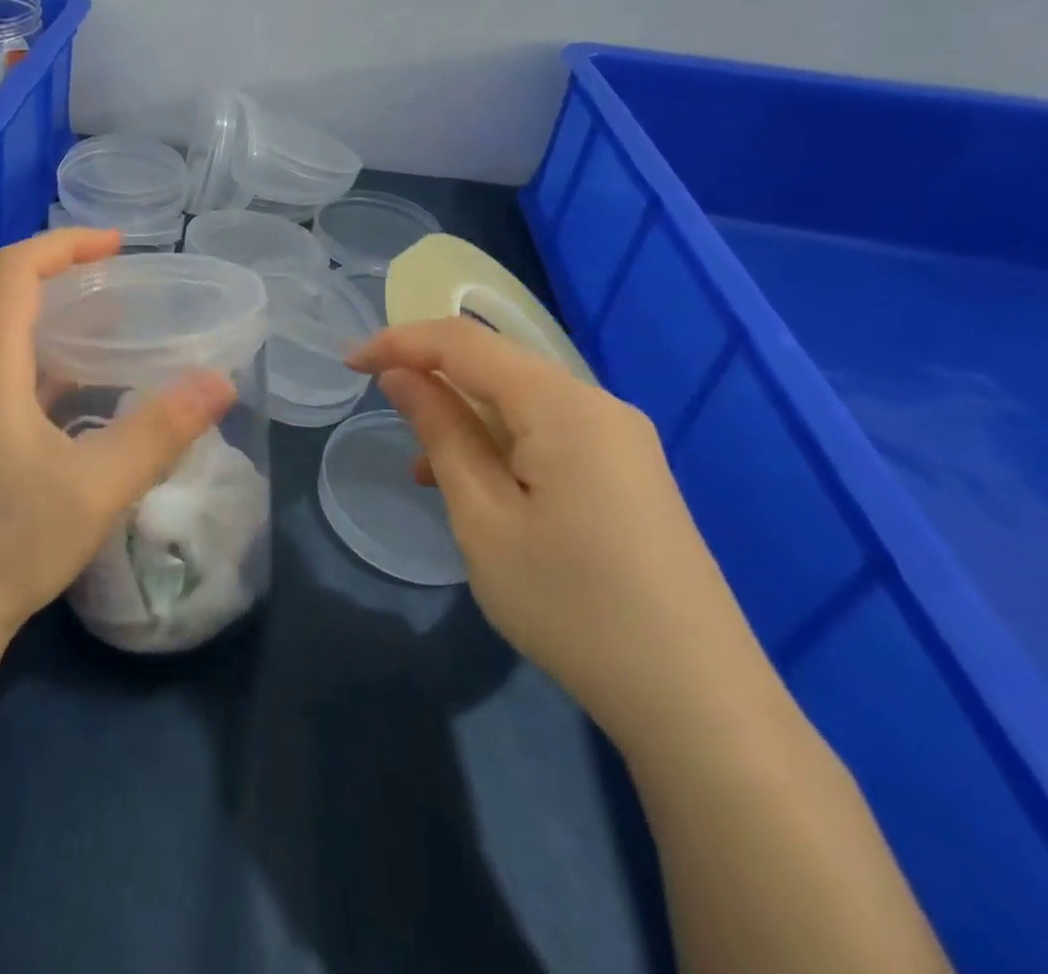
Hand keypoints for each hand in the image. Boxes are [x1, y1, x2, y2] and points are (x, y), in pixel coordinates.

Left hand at [0, 228, 236, 643]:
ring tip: (127, 322)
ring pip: (19, 336)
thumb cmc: (15, 542)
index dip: (64, 244)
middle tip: (133, 281)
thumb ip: (160, 431)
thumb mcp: (98, 485)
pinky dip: (63, 359)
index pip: (15, 272)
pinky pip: (23, 372)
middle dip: (72, 275)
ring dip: (68, 318)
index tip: (119, 245)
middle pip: (15, 296)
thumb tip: (221, 382)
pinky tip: (102, 383)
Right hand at [350, 319, 774, 751]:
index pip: (464, 342)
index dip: (399, 342)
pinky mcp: (628, 473)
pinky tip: (479, 492)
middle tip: (381, 414)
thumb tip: (401, 376)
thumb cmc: (572, 606)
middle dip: (432, 380)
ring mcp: (620, 440)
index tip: (348, 363)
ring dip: (465, 420)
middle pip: (496, 366)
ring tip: (425, 473)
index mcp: (563, 405)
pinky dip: (501, 446)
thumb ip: (441, 432)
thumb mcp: (483, 518)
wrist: (699, 705)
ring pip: (520, 403)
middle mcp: (598, 405)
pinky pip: (548, 435)